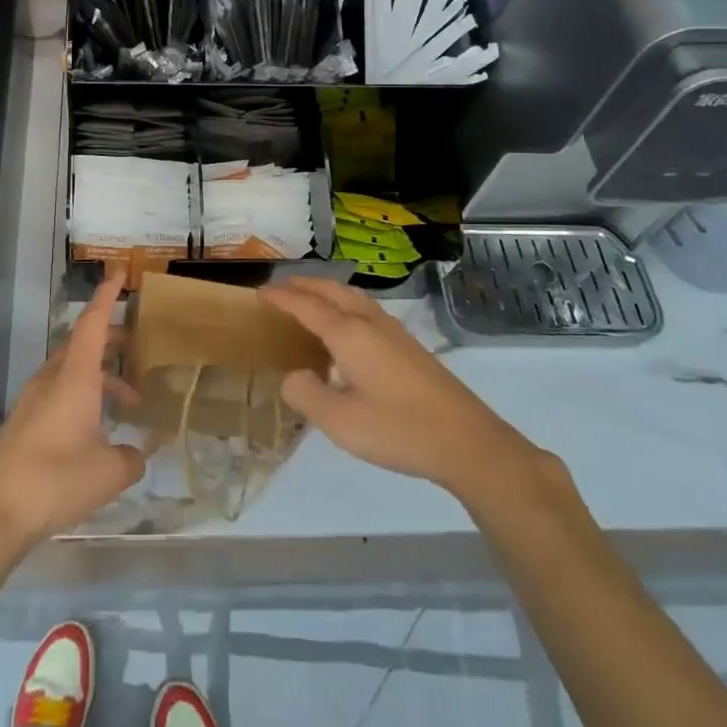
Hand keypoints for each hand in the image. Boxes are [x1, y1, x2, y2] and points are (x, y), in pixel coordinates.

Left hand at [0, 272, 145, 551]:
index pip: (93, 323)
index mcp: (74, 377)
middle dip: (112, 342)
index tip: (119, 273)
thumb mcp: (110, 472)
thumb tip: (136, 454)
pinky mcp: (23, 422)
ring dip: (100, 378)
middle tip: (139, 351)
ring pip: (72, 371)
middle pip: (83, 345)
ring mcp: (33, 400)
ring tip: (128, 404)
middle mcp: (52, 379)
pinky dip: (83, 397)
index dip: (107, 297)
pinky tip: (96, 430)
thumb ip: (131, 458)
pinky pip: (59, 393)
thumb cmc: (57, 481)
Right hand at [263, 277, 553, 503]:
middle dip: (304, 285)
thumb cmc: (398, 429)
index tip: (260, 291)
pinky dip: (345, 306)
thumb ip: (306, 394)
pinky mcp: (409, 347)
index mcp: (349, 334)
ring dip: (327, 292)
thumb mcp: (339, 422)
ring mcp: (394, 332)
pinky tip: (347, 331)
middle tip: (280, 288)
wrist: (467, 441)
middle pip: (332, 291)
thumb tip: (293, 375)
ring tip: (309, 301)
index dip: (282, 297)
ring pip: (353, 297)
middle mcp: (370, 323)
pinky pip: (367, 311)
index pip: (306, 305)